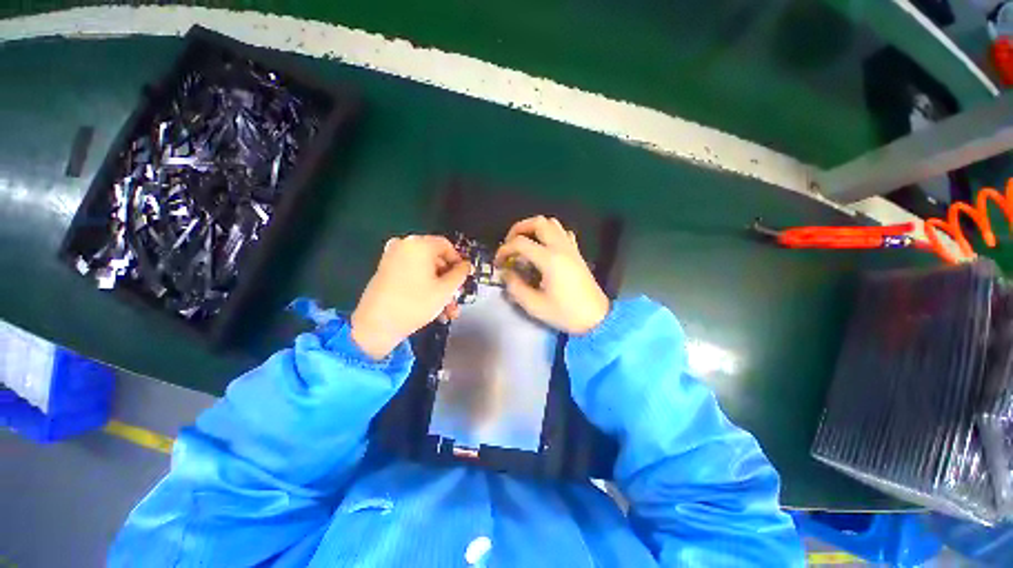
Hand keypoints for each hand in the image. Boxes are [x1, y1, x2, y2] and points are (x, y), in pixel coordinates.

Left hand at [351, 235, 470, 359]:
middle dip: (449, 281)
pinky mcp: (386, 271)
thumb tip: (466, 266)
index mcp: (419, 244)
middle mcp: (404, 245)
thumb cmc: (415, 303)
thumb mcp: (446, 289)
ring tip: (446, 310)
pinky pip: (412, 274)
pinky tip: (432, 306)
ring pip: (425, 270)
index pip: (447, 245)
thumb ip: (461, 274)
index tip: (464, 278)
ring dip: (439, 288)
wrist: (376, 325)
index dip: (459, 261)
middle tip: (456, 297)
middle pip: (436, 259)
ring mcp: (392, 258)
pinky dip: (424, 286)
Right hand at [495, 216, 608, 333]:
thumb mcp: (535, 306)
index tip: (498, 263)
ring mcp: (571, 248)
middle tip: (510, 244)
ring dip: (534, 229)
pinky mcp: (577, 253)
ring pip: (552, 224)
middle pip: (538, 222)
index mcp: (549, 259)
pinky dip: (550, 234)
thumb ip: (515, 287)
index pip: (520, 243)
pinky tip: (544, 248)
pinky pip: (563, 233)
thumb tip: (506, 273)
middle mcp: (561, 248)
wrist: (596, 318)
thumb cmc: (566, 313)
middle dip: (519, 229)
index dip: (504, 250)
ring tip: (525, 244)